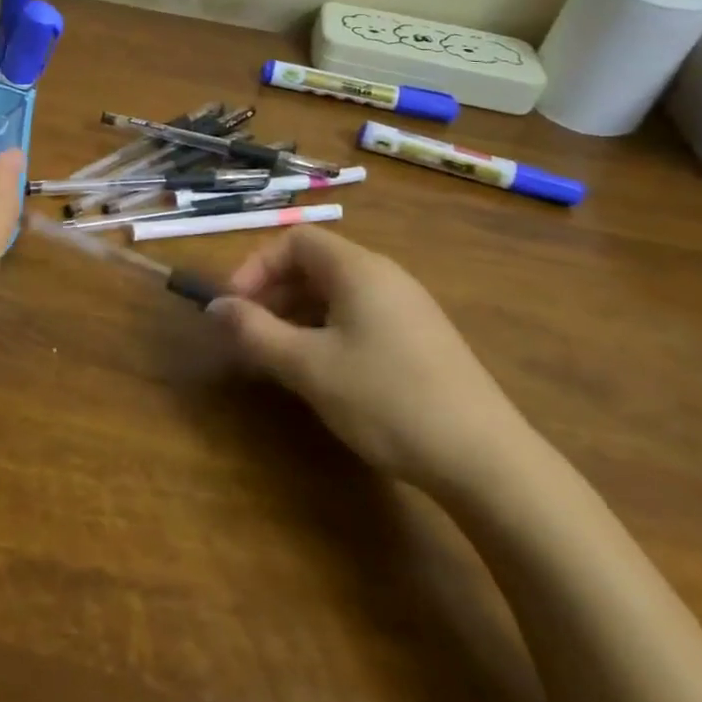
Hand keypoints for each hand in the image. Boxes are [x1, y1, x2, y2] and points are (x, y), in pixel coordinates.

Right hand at [209, 228, 528, 491]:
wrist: (486, 460)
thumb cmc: (386, 399)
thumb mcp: (308, 366)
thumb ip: (255, 332)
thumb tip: (214, 307)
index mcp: (359, 269)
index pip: (296, 241)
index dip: (257, 266)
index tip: (235, 306)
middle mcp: (385, 277)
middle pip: (315, 264)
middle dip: (273, 293)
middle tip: (250, 334)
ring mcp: (407, 308)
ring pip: (336, 294)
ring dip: (296, 315)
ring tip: (278, 356)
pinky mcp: (420, 339)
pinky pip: (359, 317)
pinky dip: (327, 331)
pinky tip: (321, 372)